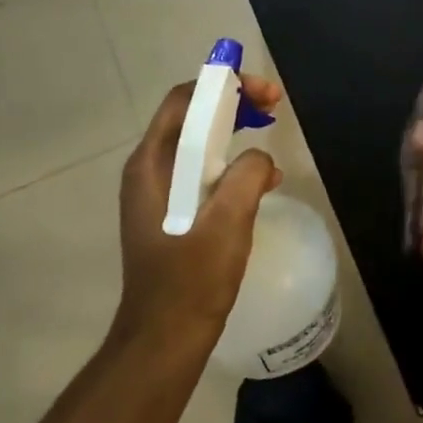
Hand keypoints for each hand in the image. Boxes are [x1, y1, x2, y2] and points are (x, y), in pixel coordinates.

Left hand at [115, 75, 283, 343]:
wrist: (165, 337)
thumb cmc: (192, 279)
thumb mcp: (228, 221)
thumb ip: (247, 175)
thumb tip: (259, 159)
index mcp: (152, 165)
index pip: (185, 101)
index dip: (225, 85)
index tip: (266, 94)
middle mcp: (149, 170)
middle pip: (191, 117)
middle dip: (233, 104)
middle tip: (273, 107)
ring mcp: (158, 192)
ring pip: (198, 144)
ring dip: (234, 131)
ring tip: (269, 134)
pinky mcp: (171, 212)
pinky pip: (202, 171)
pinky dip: (231, 163)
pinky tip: (262, 181)